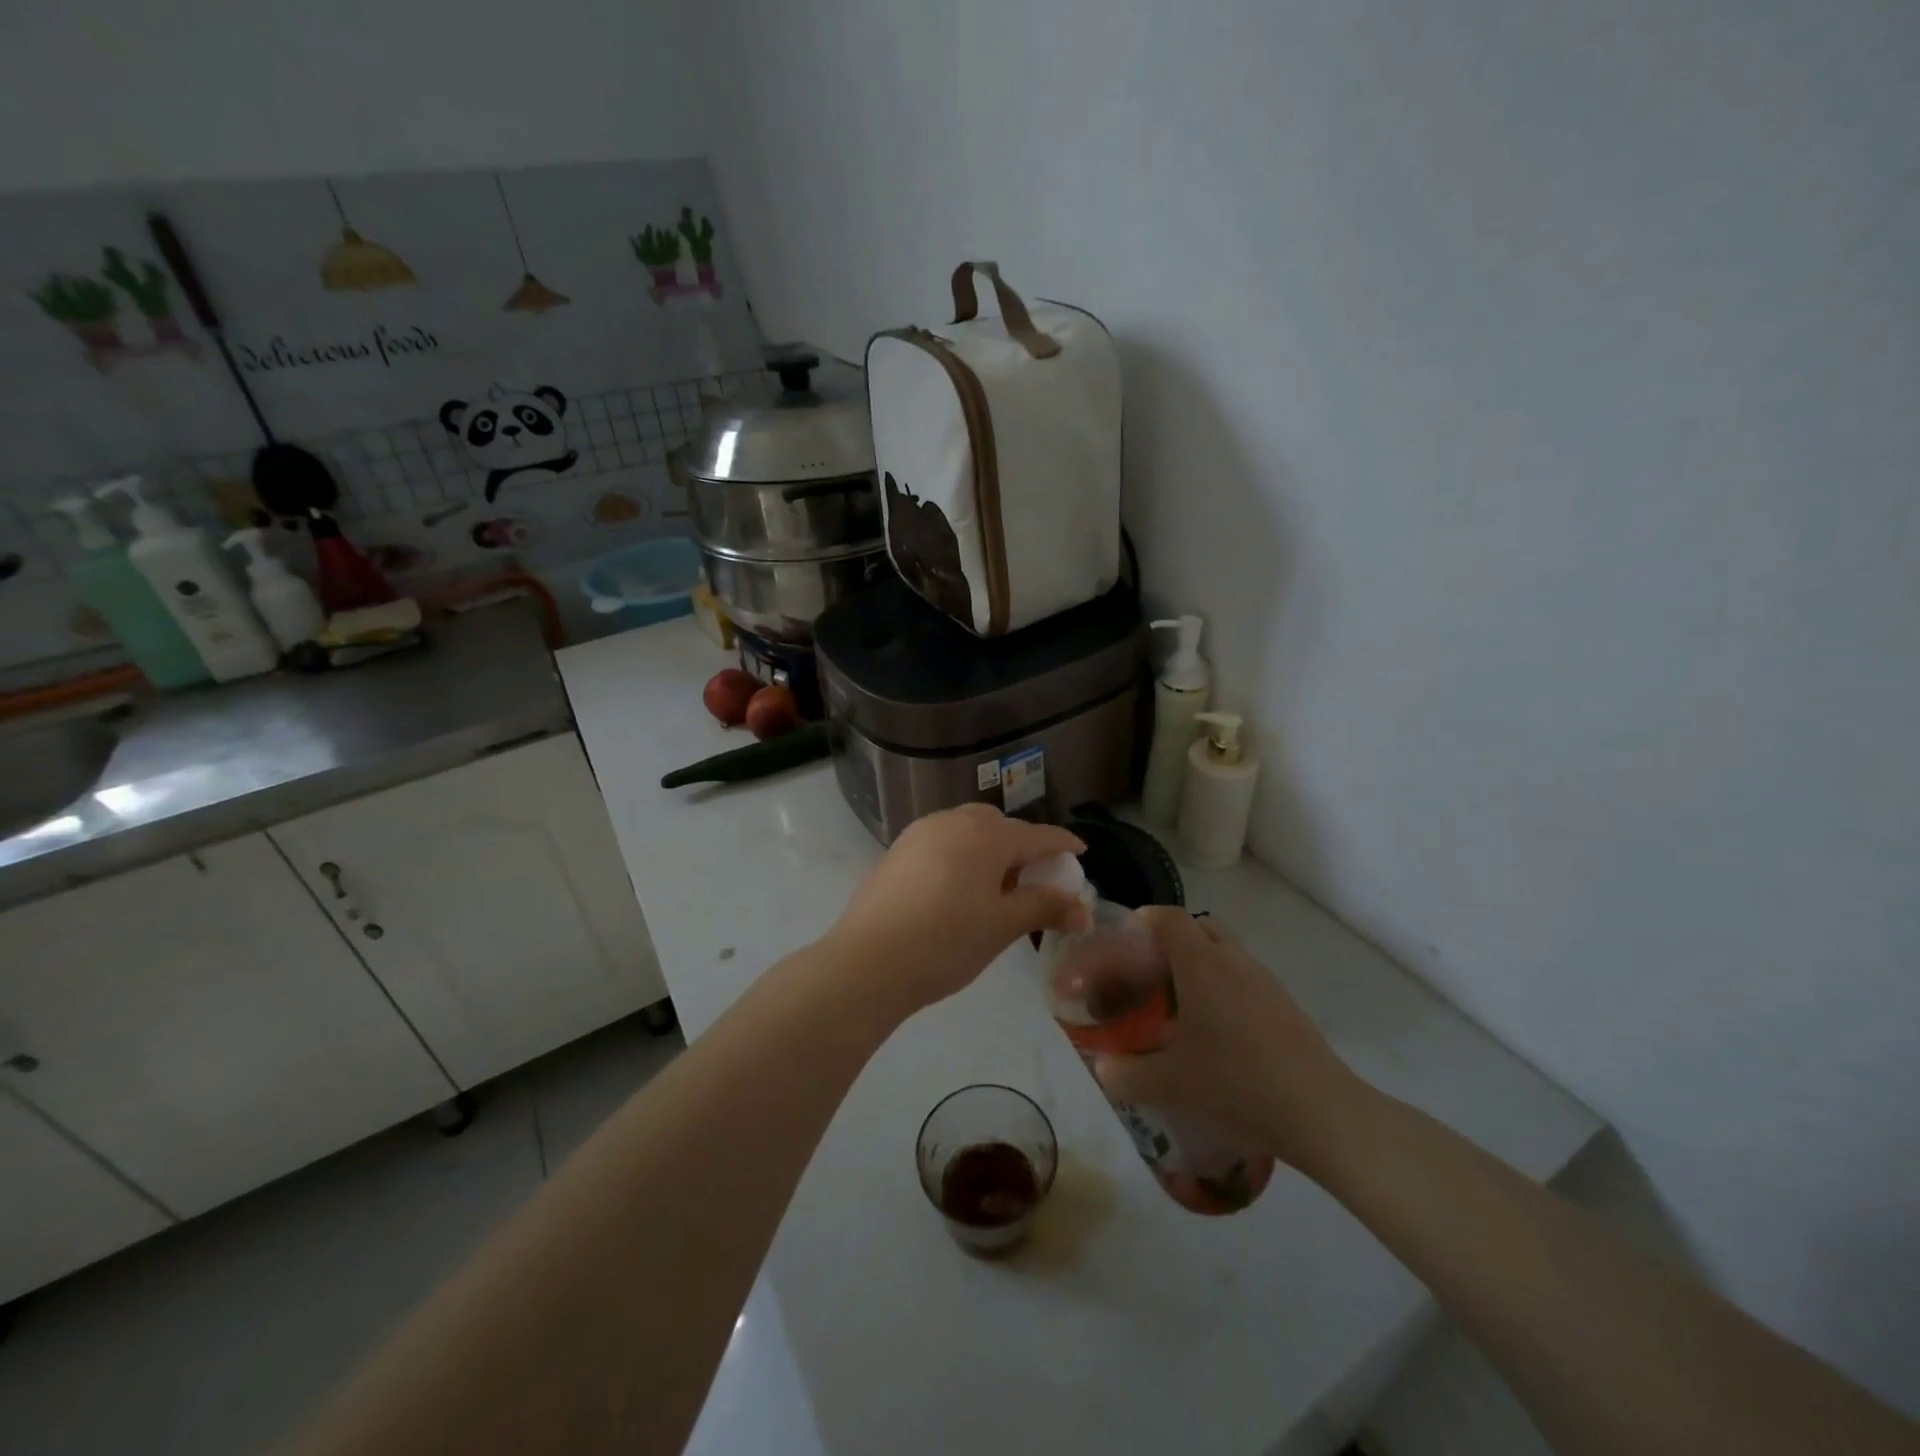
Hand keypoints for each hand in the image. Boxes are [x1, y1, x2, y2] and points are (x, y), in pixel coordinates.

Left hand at [823, 805, 1088, 1017]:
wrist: (868, 961)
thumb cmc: (946, 941)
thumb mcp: (1002, 926)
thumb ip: (1044, 907)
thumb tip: (1082, 909)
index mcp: (986, 835)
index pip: (1037, 834)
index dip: (1062, 844)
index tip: (1081, 852)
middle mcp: (953, 822)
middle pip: (999, 826)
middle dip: (1021, 846)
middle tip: (1032, 879)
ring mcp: (920, 833)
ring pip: (967, 830)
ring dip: (988, 849)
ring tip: (994, 888)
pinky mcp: (897, 851)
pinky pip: (941, 842)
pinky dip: (960, 855)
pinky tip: (956, 889)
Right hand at [1091, 907, 1357, 1168]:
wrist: (1320, 1112)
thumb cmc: (1235, 1083)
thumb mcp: (1167, 1084)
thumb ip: (1124, 1074)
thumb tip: (1101, 1069)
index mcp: (1201, 964)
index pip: (1169, 917)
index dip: (1144, 920)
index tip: (1125, 941)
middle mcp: (1233, 960)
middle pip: (1199, 927)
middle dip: (1172, 941)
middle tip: (1150, 973)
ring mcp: (1265, 981)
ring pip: (1226, 953)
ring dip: (1201, 965)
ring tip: (1181, 1007)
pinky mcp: (1286, 1006)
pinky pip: (1245, 979)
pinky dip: (1225, 989)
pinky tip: (1218, 1034)